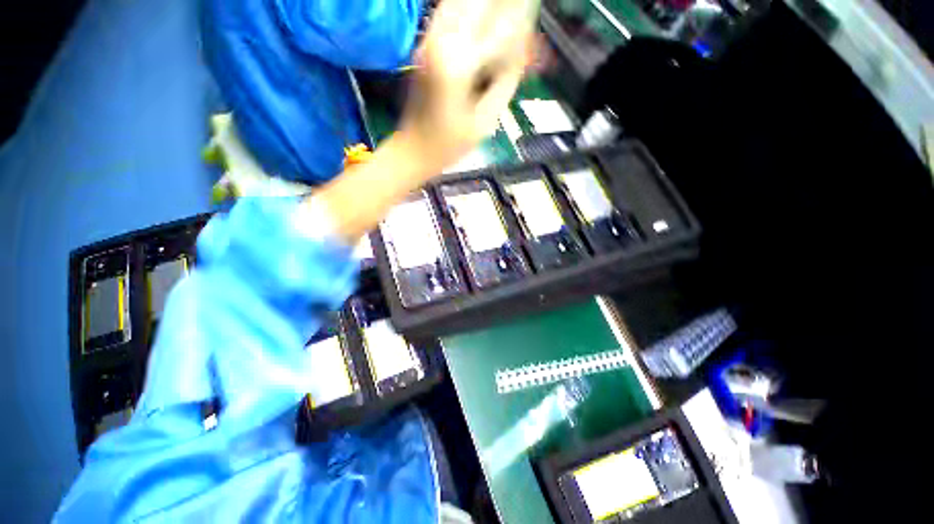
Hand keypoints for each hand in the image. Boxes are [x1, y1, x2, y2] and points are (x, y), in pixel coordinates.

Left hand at [400, 0, 533, 171]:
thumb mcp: (484, 123)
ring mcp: (428, 39)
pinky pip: (448, 10)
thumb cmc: (449, 146)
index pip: (501, 29)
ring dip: (486, 5)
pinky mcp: (423, 44)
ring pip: (460, 1)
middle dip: (504, 6)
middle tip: (521, 13)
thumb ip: (505, 83)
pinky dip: (468, 7)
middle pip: (479, 3)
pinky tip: (482, 16)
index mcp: (459, 65)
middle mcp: (441, 41)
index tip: (537, 29)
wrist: (412, 150)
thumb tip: (522, 54)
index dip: (524, 24)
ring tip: (504, 14)